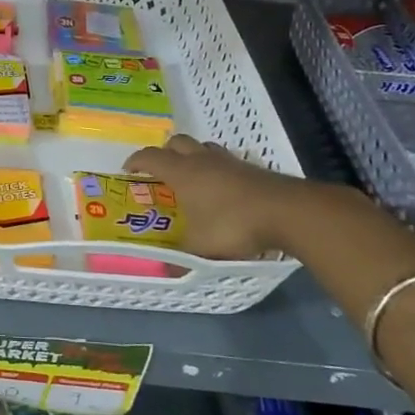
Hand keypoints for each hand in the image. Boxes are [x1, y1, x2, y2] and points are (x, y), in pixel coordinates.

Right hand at [125, 134, 325, 259]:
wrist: (287, 211)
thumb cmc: (233, 224)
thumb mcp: (202, 247)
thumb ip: (182, 258)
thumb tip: (165, 272)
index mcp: (182, 172)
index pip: (150, 157)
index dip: (135, 161)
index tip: (127, 170)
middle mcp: (201, 160)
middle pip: (176, 142)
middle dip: (164, 153)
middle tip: (160, 172)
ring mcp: (228, 161)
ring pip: (202, 147)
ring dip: (192, 156)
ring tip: (191, 177)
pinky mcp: (250, 168)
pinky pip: (224, 159)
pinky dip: (216, 168)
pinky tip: (221, 187)